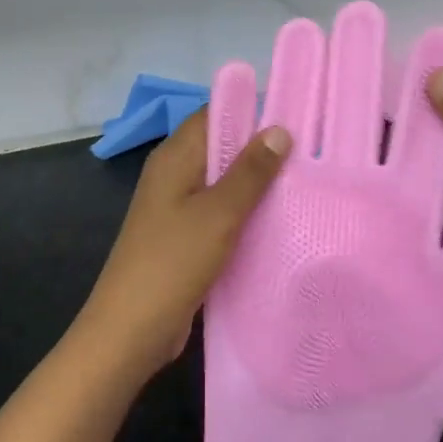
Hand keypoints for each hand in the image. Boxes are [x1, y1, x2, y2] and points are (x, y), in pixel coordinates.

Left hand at [77, 109, 291, 379]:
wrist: (131, 330)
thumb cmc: (172, 262)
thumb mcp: (218, 213)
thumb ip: (250, 172)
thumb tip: (278, 129)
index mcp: (174, 158)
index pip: (214, 114)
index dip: (251, 111)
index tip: (296, 118)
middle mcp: (173, 176)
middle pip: (221, 148)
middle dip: (261, 151)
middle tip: (311, 156)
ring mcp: (177, 209)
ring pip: (223, 185)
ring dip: (256, 187)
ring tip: (305, 186)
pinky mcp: (184, 239)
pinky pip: (220, 215)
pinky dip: (245, 216)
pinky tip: (278, 224)